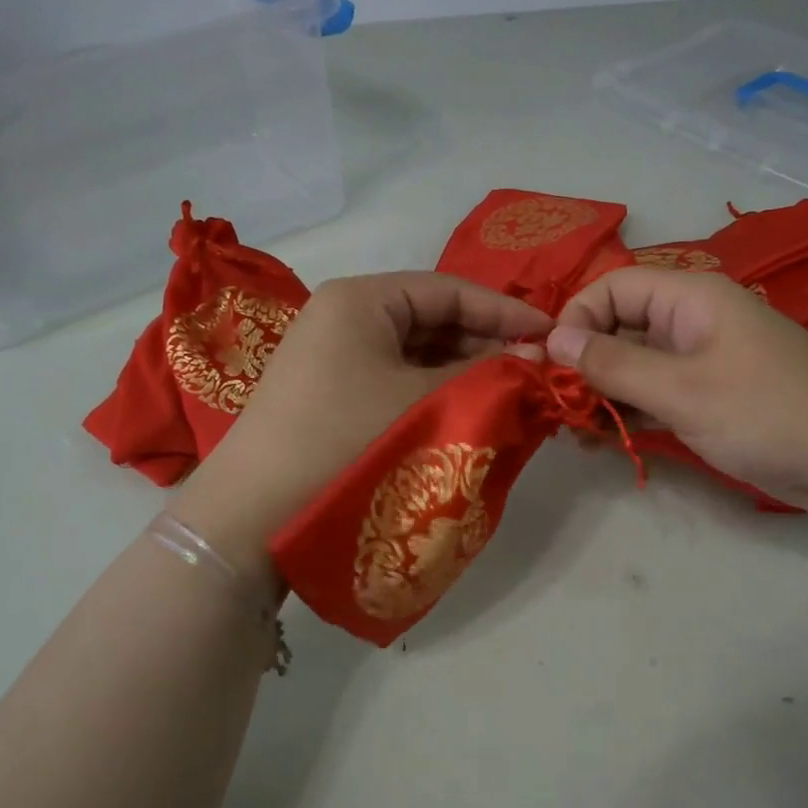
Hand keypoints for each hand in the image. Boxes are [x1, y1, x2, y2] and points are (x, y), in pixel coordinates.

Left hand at [171, 273, 550, 576]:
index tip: (552, 334)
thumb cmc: (346, 442)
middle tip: (535, 371)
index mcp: (361, 299)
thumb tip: (537, 359)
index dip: (505, 310)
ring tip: (509, 395)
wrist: (254, 518)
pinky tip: (464, 412)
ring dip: (463, 370)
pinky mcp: (330, 393)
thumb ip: (487, 375)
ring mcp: (332, 355)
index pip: (450, 289)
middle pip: (432, 317)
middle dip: (486, 342)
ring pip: (415, 351)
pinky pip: (395, 378)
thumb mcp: (426, 404)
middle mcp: (343, 315)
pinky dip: (433, 391)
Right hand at [547, 268, 807, 523]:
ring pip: (638, 363)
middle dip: (586, 360)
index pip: (613, 287)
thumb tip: (554, 341)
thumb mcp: (681, 389)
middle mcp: (695, 320)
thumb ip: (614, 364)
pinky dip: (633, 411)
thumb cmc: (766, 413)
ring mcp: (706, 360)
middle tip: (557, 404)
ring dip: (605, 391)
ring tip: (575, 429)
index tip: (551, 365)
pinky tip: (606, 438)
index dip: (576, 319)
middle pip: (622, 324)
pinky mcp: (715, 397)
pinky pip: (660, 393)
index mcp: (691, 297)